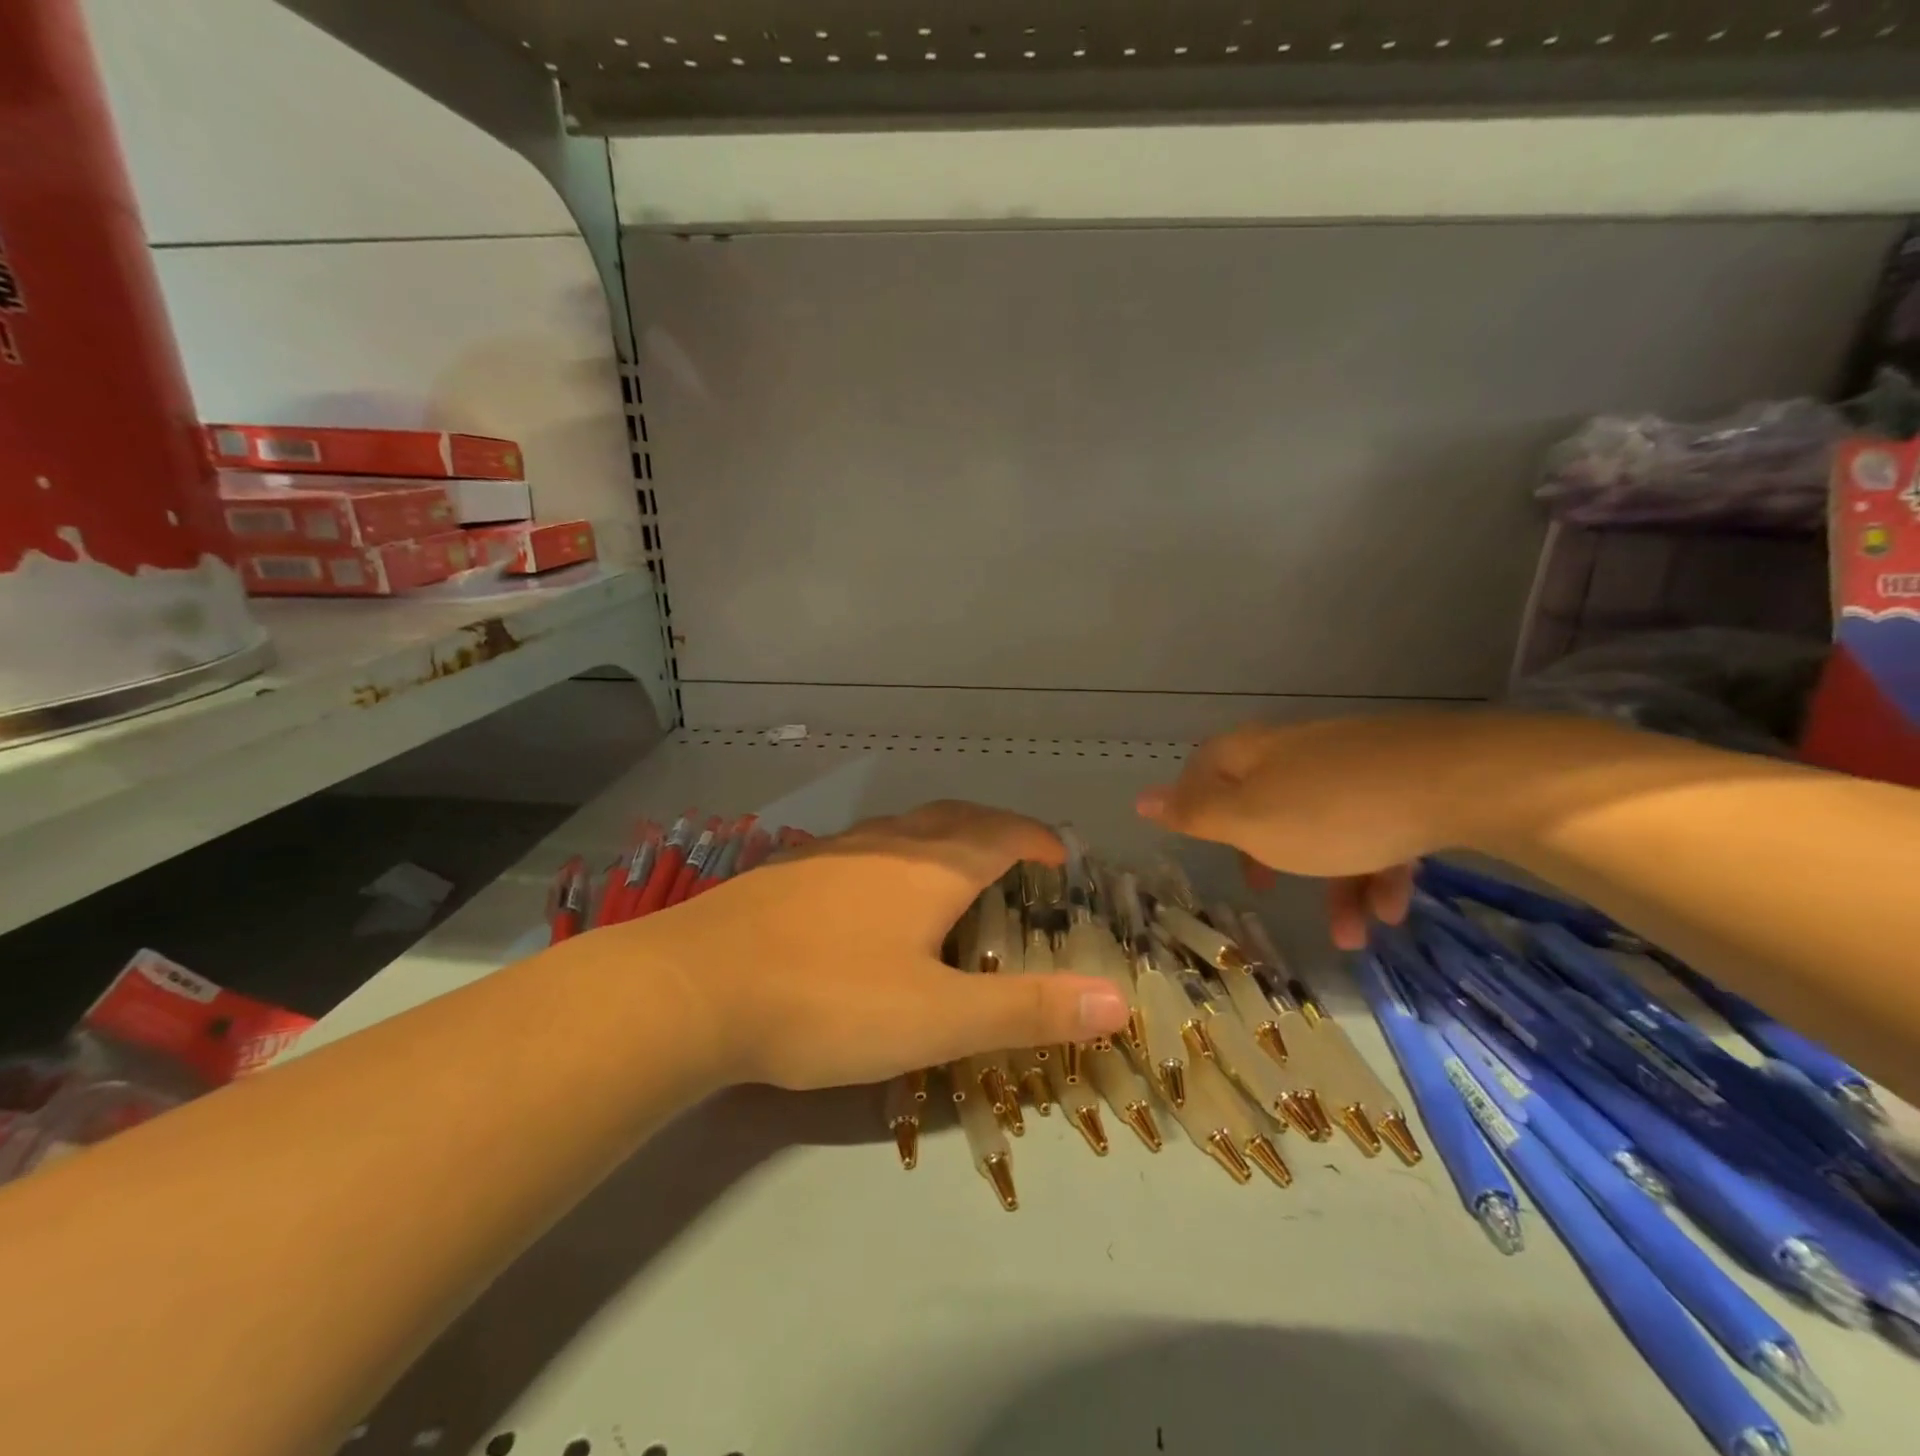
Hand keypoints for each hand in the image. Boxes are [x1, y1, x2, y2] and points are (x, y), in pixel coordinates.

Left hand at [607, 801, 1131, 1089]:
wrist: (692, 987)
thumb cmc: (827, 1000)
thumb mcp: (936, 1018)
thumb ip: (1027, 1010)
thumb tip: (1118, 1002)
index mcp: (931, 865)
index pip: (1003, 833)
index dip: (1040, 840)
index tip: (1065, 858)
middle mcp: (886, 843)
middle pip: (956, 818)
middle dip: (997, 831)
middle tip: (1020, 861)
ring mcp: (833, 852)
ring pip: (905, 829)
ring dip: (945, 840)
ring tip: (958, 875)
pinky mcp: (792, 871)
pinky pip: (865, 849)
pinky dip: (897, 858)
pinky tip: (876, 897)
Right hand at [1135, 716, 1475, 949]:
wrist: (1460, 783)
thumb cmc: (1331, 811)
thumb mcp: (1249, 821)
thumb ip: (1195, 814)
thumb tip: (1140, 798)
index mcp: (1255, 754)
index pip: (1205, 768)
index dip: (1194, 802)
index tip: (1200, 842)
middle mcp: (1300, 752)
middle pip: (1267, 801)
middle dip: (1266, 852)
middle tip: (1264, 887)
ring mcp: (1356, 765)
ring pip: (1327, 826)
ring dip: (1334, 883)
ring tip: (1353, 938)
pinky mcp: (1407, 782)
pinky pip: (1377, 829)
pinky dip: (1377, 870)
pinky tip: (1390, 911)